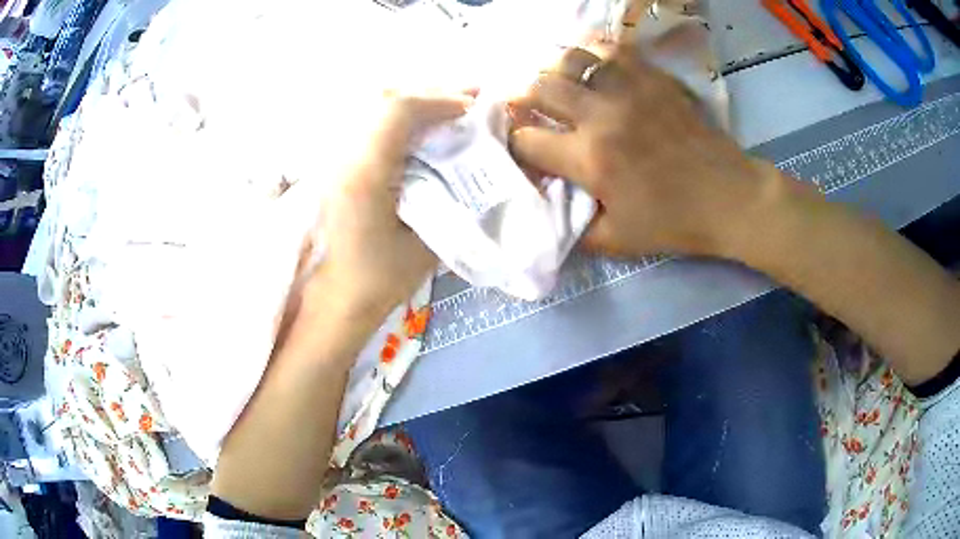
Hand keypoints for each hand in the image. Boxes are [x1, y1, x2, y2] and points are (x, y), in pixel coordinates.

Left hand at [318, 92, 473, 314]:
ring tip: (447, 105)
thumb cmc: (379, 281)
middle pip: (383, 98)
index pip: (397, 110)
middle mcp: (342, 156)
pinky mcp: (333, 163)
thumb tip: (482, 166)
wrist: (333, 297)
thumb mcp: (426, 246)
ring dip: (414, 101)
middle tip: (468, 97)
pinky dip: (397, 115)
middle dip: (430, 93)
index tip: (472, 108)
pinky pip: (367, 121)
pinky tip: (419, 124)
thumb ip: (451, 201)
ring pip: (373, 105)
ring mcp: (332, 157)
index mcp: (363, 175)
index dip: (439, 100)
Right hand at [510, 44, 796, 258]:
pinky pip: (612, 49)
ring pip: (571, 58)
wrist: (728, 197)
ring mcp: (629, 90)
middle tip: (522, 103)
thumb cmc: (674, 222)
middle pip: (539, 88)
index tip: (518, 146)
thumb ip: (575, 228)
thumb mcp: (618, 241)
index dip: (513, 143)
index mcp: (590, 160)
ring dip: (552, 68)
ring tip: (553, 78)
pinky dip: (592, 52)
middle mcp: (601, 116)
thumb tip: (549, 210)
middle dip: (520, 96)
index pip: (527, 140)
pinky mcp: (652, 78)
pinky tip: (590, 62)